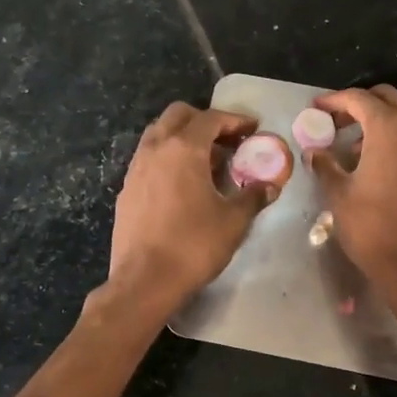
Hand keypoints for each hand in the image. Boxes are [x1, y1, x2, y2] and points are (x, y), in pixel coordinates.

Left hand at [108, 102, 275, 313]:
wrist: (145, 281)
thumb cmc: (194, 245)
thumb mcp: (234, 221)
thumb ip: (253, 196)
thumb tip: (270, 185)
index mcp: (183, 149)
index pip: (210, 119)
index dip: (234, 120)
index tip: (252, 129)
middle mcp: (155, 149)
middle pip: (178, 116)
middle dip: (204, 121)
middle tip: (227, 141)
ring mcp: (136, 169)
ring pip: (158, 135)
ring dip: (183, 139)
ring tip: (206, 163)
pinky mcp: (126, 191)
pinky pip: (148, 160)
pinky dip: (167, 159)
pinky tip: (182, 186)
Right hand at [308, 85, 396, 294]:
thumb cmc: (371, 228)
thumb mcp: (339, 194)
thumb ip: (325, 166)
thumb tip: (314, 151)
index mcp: (388, 129)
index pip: (359, 99)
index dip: (335, 100)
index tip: (317, 107)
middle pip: (388, 98)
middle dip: (360, 104)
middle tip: (337, 123)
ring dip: (387, 116)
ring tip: (364, 140)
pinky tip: (387, 160)